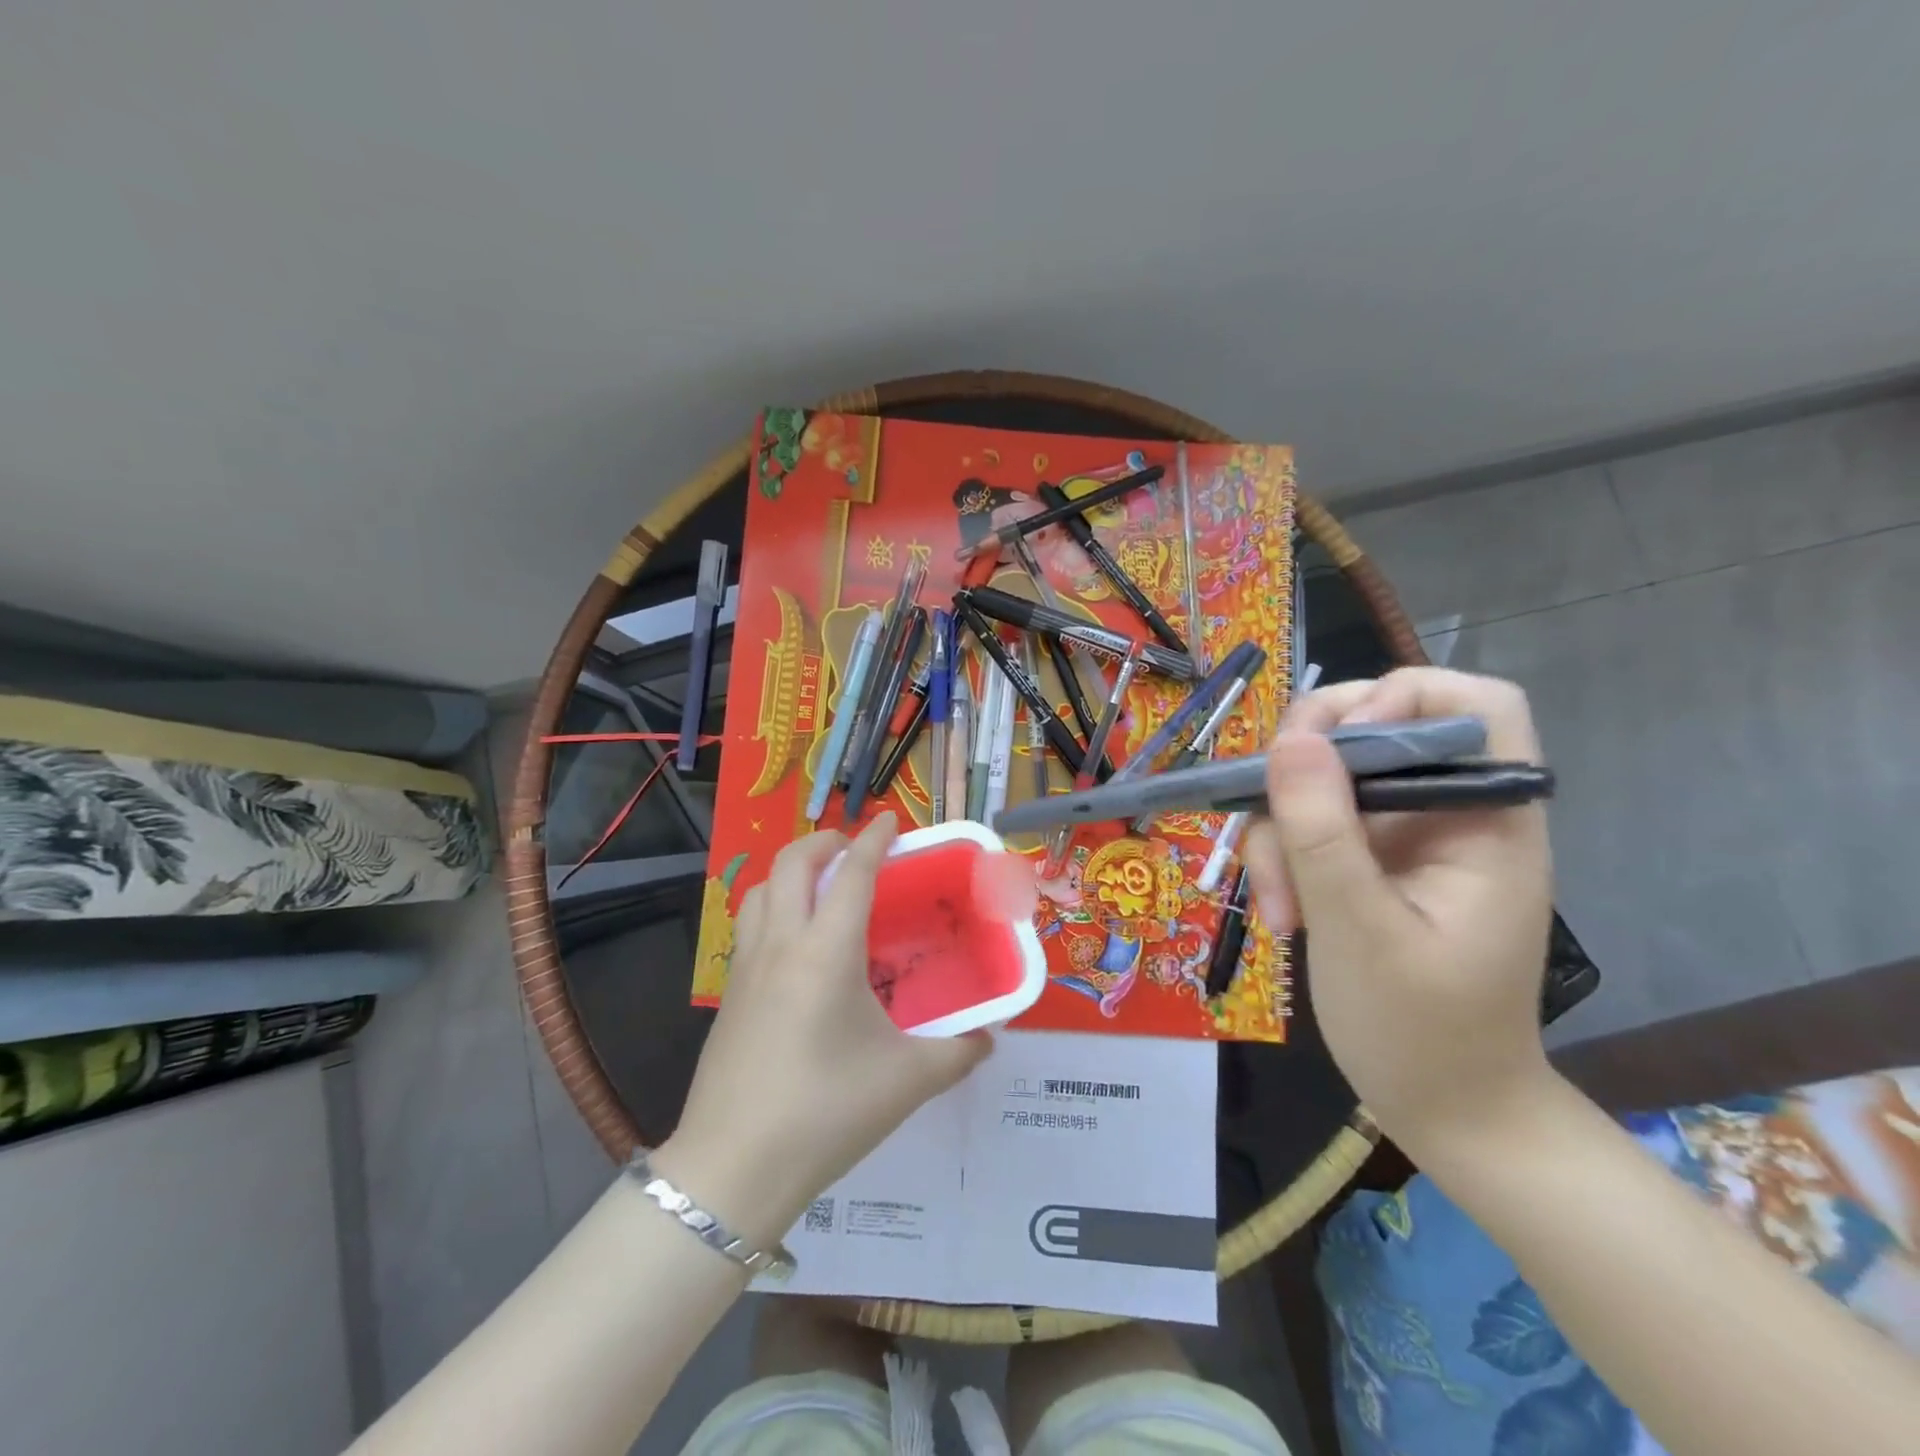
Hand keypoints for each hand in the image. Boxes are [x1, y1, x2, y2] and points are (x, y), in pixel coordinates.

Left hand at [656, 813, 990, 1245]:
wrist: (734, 1168)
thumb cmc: (826, 1112)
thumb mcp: (906, 1082)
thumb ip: (957, 1053)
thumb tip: (990, 1038)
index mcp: (827, 952)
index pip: (852, 873)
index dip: (873, 839)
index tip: (890, 820)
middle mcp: (782, 945)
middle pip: (791, 863)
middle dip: (823, 841)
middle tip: (853, 847)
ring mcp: (747, 968)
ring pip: (760, 890)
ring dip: (790, 871)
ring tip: (820, 886)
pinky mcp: (729, 995)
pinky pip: (749, 926)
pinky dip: (773, 907)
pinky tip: (795, 946)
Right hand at [1240, 668, 1553, 1153]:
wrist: (1444, 1108)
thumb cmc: (1422, 1032)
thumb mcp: (1359, 929)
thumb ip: (1324, 832)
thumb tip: (1291, 739)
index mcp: (1487, 820)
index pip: (1473, 706)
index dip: (1401, 698)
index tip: (1333, 747)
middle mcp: (1446, 813)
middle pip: (1373, 731)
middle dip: (1306, 773)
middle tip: (1266, 811)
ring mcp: (1402, 837)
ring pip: (1324, 781)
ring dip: (1282, 833)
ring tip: (1277, 909)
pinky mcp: (1367, 860)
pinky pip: (1311, 824)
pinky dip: (1283, 859)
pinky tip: (1282, 916)